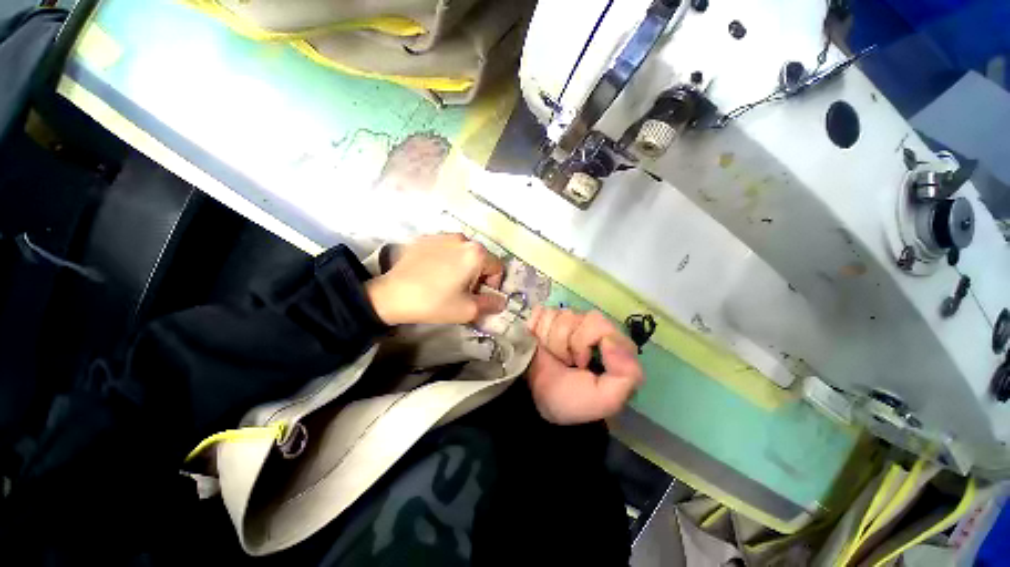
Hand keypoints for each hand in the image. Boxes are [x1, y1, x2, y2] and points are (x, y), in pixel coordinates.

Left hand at [366, 234, 504, 324]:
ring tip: (446, 281)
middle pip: (480, 258)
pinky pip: (445, 248)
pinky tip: (432, 273)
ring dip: (462, 266)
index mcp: (476, 253)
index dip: (492, 284)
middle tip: (463, 291)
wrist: (391, 295)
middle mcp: (462, 238)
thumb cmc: (434, 303)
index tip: (478, 296)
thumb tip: (501, 301)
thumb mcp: (468, 310)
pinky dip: (445, 259)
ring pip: (463, 252)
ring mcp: (441, 236)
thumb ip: (491, 304)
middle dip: (477, 275)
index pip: (497, 267)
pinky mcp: (425, 238)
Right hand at [525, 307, 643, 424]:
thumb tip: (611, 339)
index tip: (581, 363)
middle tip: (566, 361)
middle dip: (568, 342)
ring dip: (551, 340)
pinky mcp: (544, 317)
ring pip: (559, 314)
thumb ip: (628, 373)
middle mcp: (589, 327)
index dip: (587, 340)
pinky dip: (536, 329)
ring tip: (552, 356)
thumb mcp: (607, 399)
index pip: (601, 324)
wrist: (530, 398)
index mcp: (609, 343)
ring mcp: (565, 320)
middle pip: (579, 316)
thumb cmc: (569, 399)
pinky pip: (541, 312)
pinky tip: (539, 344)